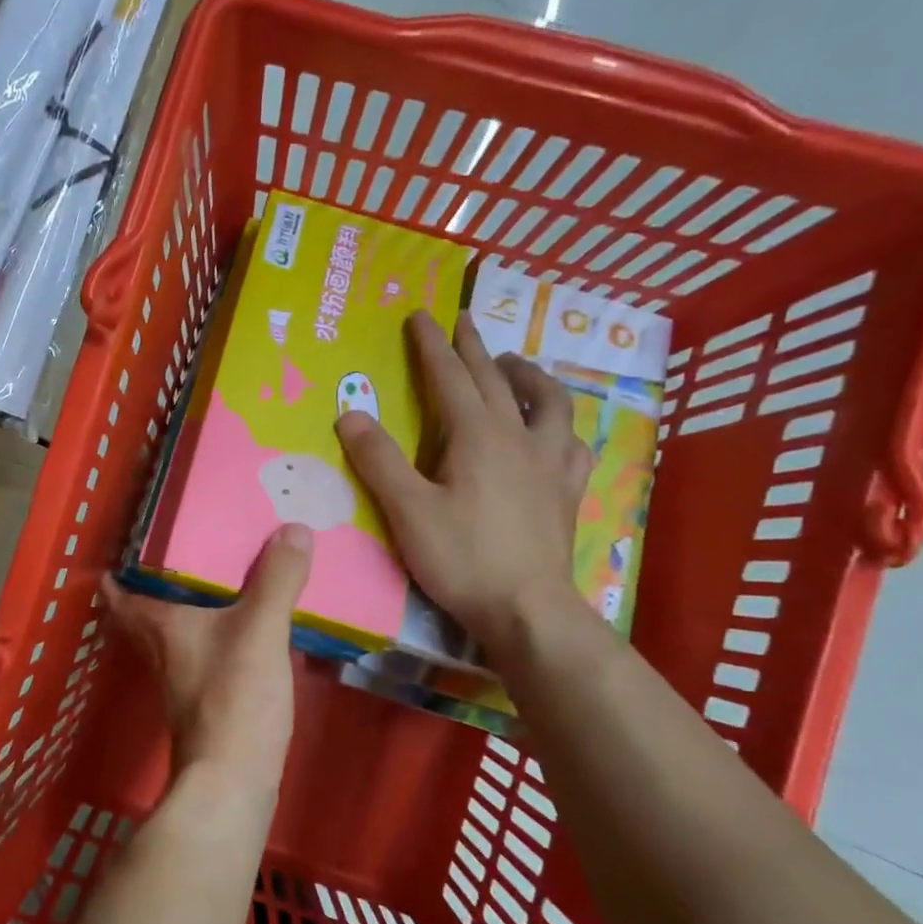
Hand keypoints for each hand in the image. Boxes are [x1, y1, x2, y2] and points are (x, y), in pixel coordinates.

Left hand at [101, 524, 311, 785]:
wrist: (233, 781)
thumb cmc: (233, 698)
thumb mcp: (260, 630)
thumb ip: (276, 579)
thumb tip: (294, 528)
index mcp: (158, 625)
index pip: (117, 592)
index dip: (115, 569)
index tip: (127, 542)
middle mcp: (159, 649)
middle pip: (145, 609)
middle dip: (157, 582)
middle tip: (182, 549)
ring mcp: (180, 678)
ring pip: (174, 632)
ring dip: (188, 607)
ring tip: (218, 577)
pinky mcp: (204, 699)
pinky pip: (204, 651)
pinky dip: (215, 633)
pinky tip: (245, 626)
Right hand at [335, 311, 590, 651]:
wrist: (527, 608)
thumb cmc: (461, 558)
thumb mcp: (407, 510)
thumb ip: (379, 460)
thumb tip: (350, 414)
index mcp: (476, 436)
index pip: (450, 377)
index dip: (432, 345)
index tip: (421, 315)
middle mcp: (518, 437)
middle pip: (496, 380)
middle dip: (474, 347)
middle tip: (463, 321)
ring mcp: (549, 463)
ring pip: (548, 402)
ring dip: (529, 375)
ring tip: (515, 365)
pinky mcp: (566, 491)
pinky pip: (572, 444)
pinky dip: (561, 426)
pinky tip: (556, 431)